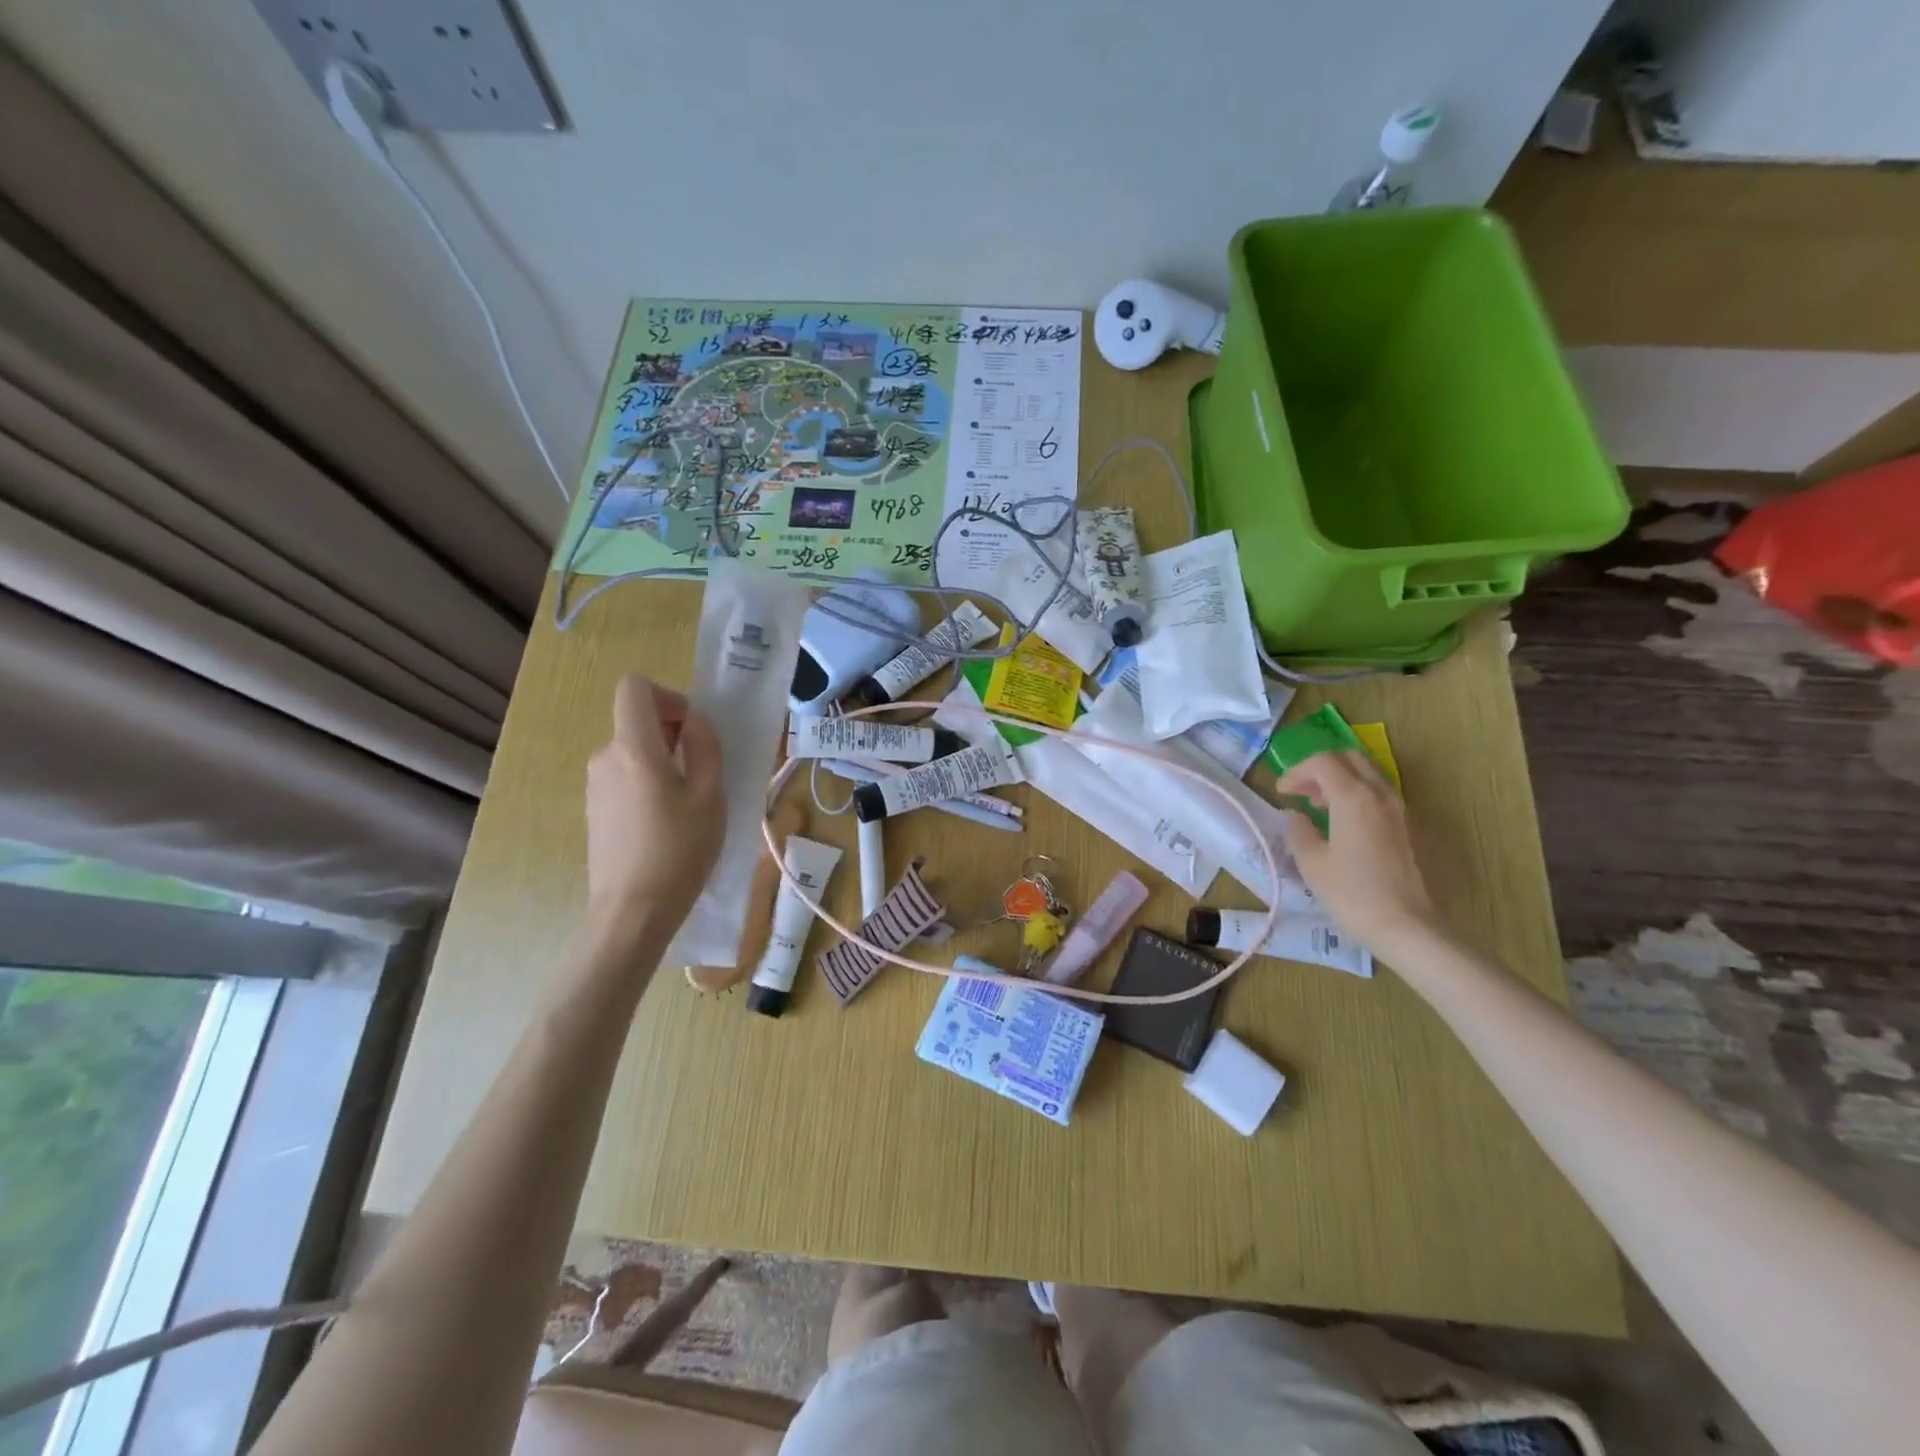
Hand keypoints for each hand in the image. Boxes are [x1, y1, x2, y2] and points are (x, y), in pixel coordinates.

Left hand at [585, 676, 723, 936]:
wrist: (633, 912)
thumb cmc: (680, 850)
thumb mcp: (711, 795)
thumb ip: (705, 746)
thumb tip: (694, 720)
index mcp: (633, 748)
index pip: (634, 687)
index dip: (667, 696)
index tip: (692, 728)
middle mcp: (605, 757)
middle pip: (637, 721)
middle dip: (672, 734)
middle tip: (704, 772)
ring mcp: (594, 785)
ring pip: (633, 752)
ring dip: (663, 761)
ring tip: (689, 803)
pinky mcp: (594, 809)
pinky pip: (624, 777)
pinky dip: (647, 783)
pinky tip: (666, 822)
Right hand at [1277, 749, 1438, 955]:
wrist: (1410, 928)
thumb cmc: (1353, 894)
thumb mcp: (1312, 863)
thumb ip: (1299, 831)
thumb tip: (1296, 817)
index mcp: (1353, 797)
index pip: (1323, 762)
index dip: (1297, 772)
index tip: (1282, 792)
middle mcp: (1382, 794)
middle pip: (1350, 759)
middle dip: (1321, 769)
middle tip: (1303, 792)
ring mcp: (1403, 810)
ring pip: (1369, 776)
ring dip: (1342, 782)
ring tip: (1322, 809)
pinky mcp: (1414, 828)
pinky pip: (1382, 797)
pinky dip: (1360, 798)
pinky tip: (1348, 828)